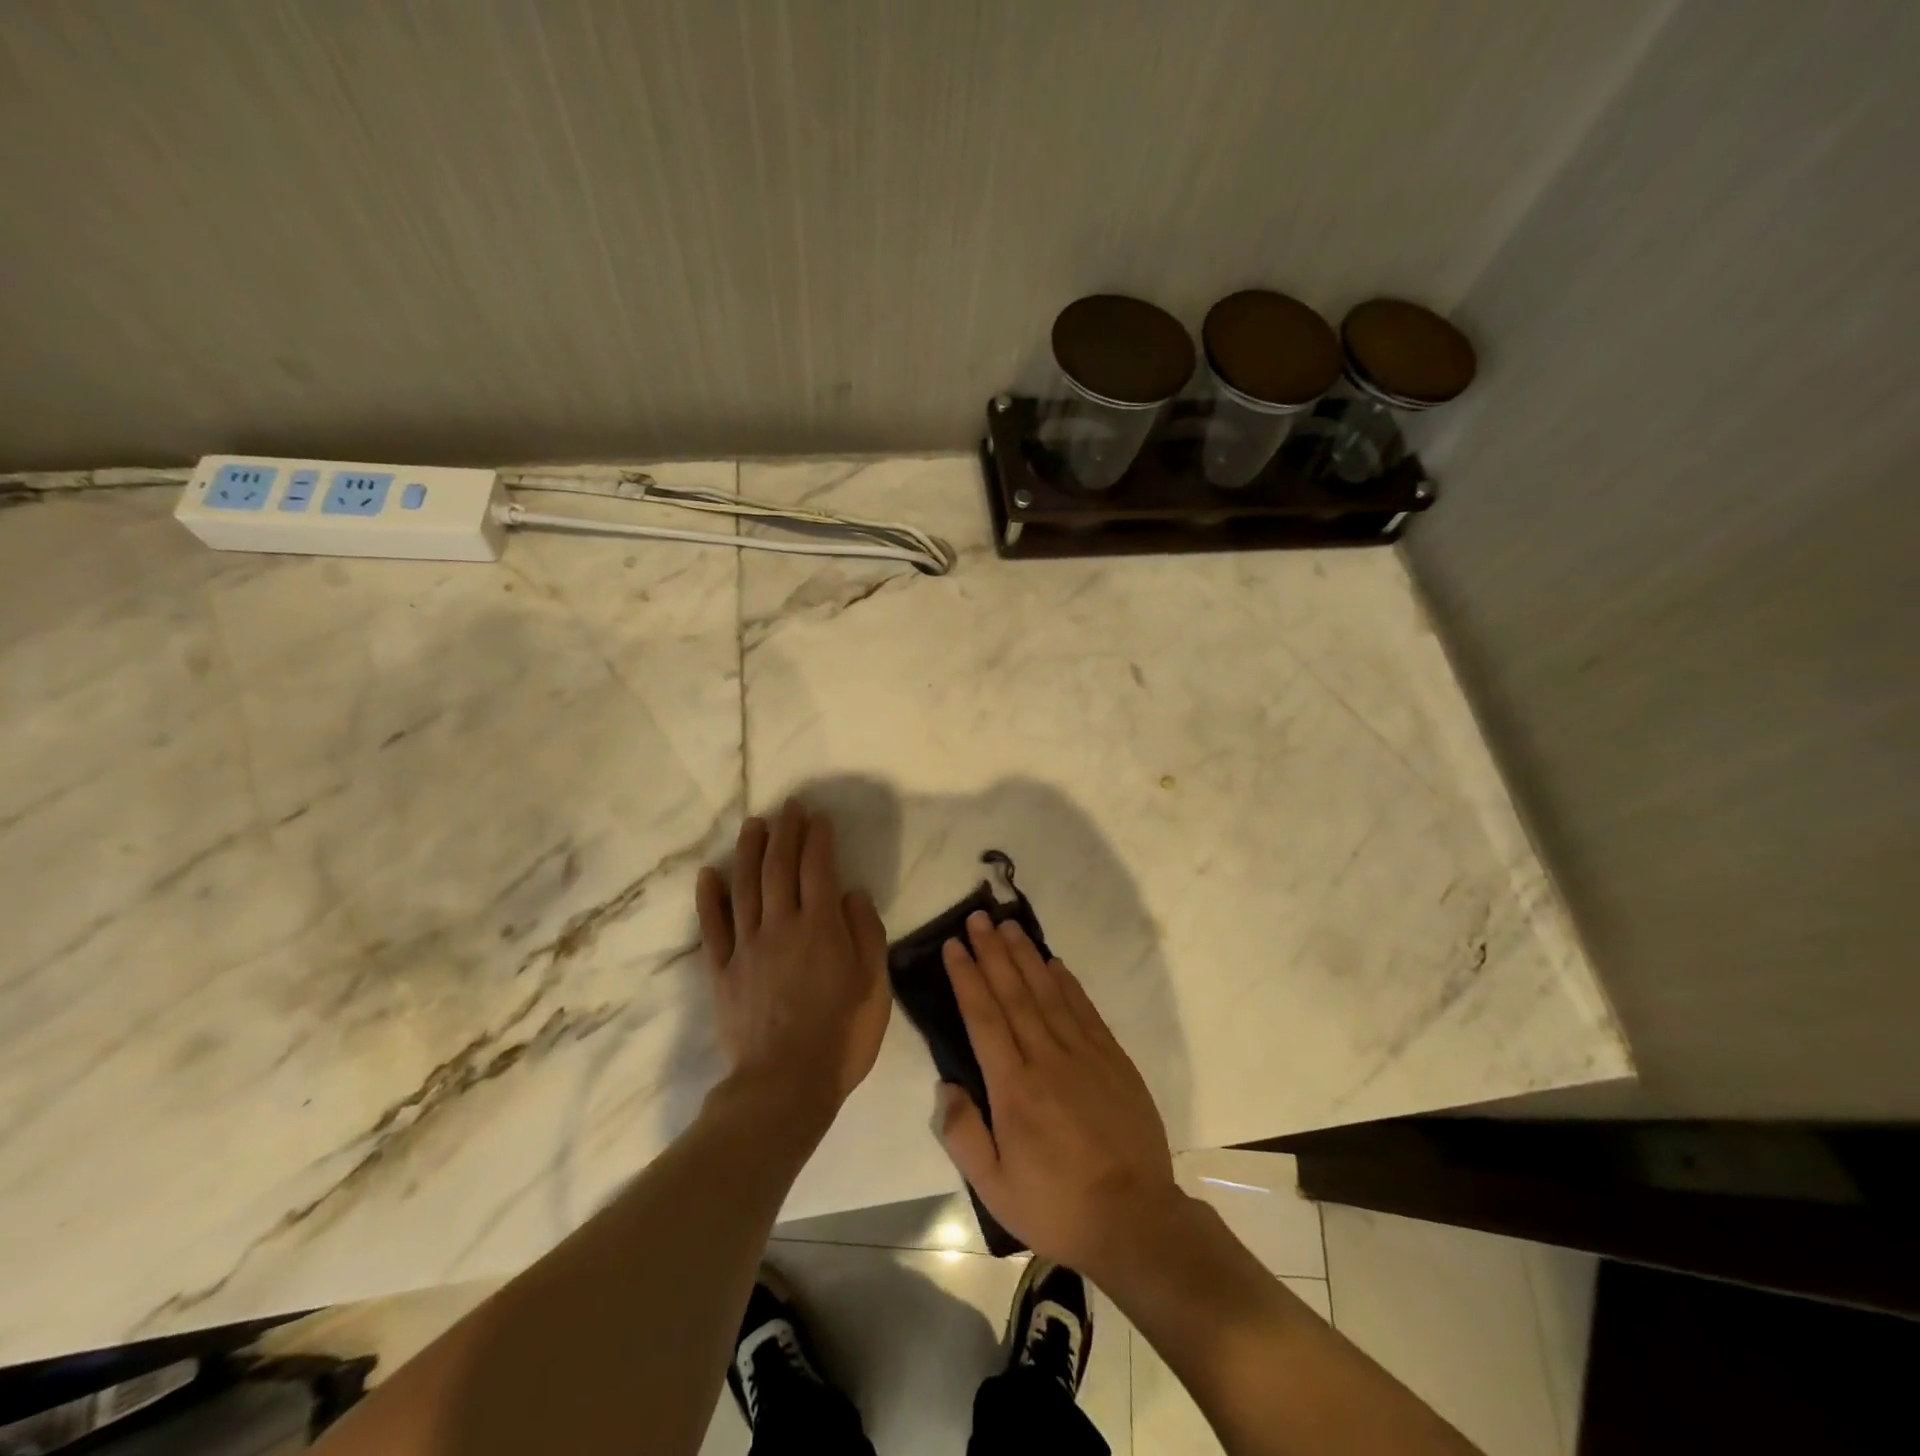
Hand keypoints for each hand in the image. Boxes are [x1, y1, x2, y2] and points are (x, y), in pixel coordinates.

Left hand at [695, 801, 889, 1113]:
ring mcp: (746, 947)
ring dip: (749, 852)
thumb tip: (852, 893)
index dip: (818, 839)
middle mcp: (781, 926)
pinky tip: (709, 873)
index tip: (819, 817)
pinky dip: (709, 898)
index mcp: (820, 928)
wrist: (785, 1086)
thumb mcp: (873, 986)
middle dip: (785, 832)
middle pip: (779, 868)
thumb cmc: (841, 1036)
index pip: (818, 869)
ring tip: (754, 825)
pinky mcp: (721, 971)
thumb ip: (865, 934)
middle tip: (789, 807)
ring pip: (745, 887)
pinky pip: (712, 927)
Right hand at [935, 912, 1177, 1275]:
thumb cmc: (1057, 1206)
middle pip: (1014, 993)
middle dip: (993, 952)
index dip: (967, 977)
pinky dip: (1067, 982)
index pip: (984, 1017)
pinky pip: (1084, 1009)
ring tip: (1009, 926)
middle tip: (978, 917)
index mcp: (1014, 1088)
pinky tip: (1053, 963)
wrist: (1136, 1219)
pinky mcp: (1113, 1059)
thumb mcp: (995, 1189)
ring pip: (1048, 992)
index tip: (954, 945)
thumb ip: (964, 1134)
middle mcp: (1046, 1059)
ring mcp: (1084, 1054)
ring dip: (1026, 956)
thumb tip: (946, 1085)